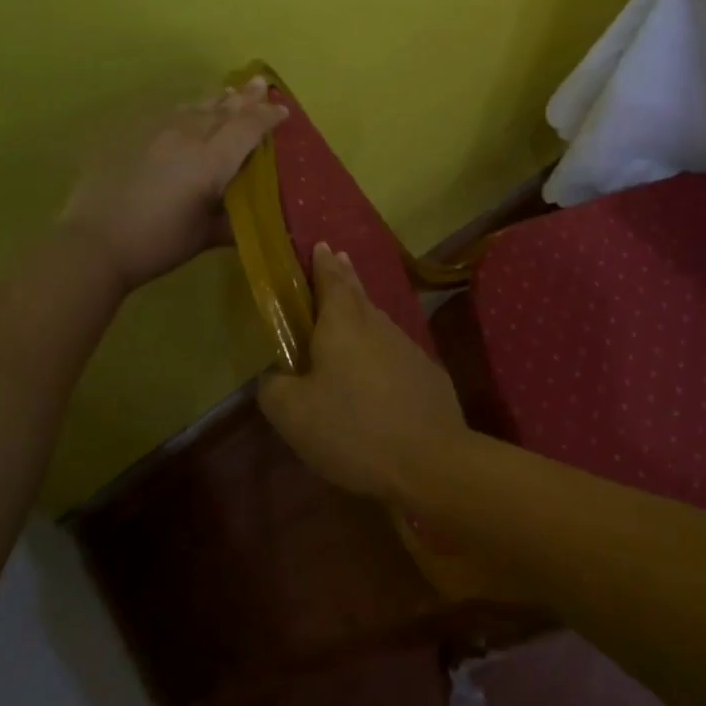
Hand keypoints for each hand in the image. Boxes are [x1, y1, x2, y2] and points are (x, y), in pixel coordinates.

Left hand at [57, 78, 287, 292]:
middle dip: (245, 97)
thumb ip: (232, 222)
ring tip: (228, 91)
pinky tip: (187, 110)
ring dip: (216, 99)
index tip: (283, 111)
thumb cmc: (158, 243)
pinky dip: (187, 109)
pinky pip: (168, 114)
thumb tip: (252, 220)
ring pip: (194, 107)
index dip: (267, 117)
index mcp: (211, 162)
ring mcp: (156, 132)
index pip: (247, 129)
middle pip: (222, 110)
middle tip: (260, 83)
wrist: (95, 241)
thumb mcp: (205, 236)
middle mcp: (187, 137)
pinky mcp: (131, 136)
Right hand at [259, 244, 472, 502]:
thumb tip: (275, 376)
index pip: (331, 280)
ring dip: (362, 311)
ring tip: (350, 311)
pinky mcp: (427, 374)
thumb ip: (274, 388)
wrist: (431, 461)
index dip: (322, 263)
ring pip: (377, 321)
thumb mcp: (294, 415)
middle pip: (358, 293)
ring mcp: (407, 348)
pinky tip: (375, 368)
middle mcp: (377, 325)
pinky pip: (394, 351)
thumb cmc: (354, 429)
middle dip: (344, 275)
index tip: (320, 244)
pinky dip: (379, 349)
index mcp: (342, 324)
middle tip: (337, 258)